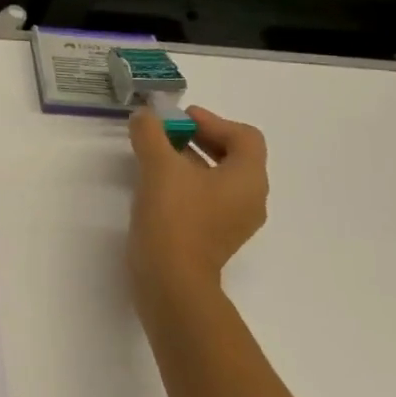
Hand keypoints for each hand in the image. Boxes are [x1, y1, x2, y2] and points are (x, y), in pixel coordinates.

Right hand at [127, 106, 268, 318]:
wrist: (170, 280)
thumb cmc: (174, 217)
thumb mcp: (159, 166)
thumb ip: (151, 133)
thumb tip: (145, 115)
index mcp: (248, 179)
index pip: (244, 136)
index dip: (213, 120)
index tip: (180, 118)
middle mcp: (250, 199)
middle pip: (233, 156)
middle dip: (201, 139)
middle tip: (168, 132)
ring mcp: (233, 222)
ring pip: (218, 179)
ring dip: (191, 161)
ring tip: (157, 155)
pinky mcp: (214, 238)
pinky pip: (207, 200)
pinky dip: (187, 184)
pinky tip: (157, 186)